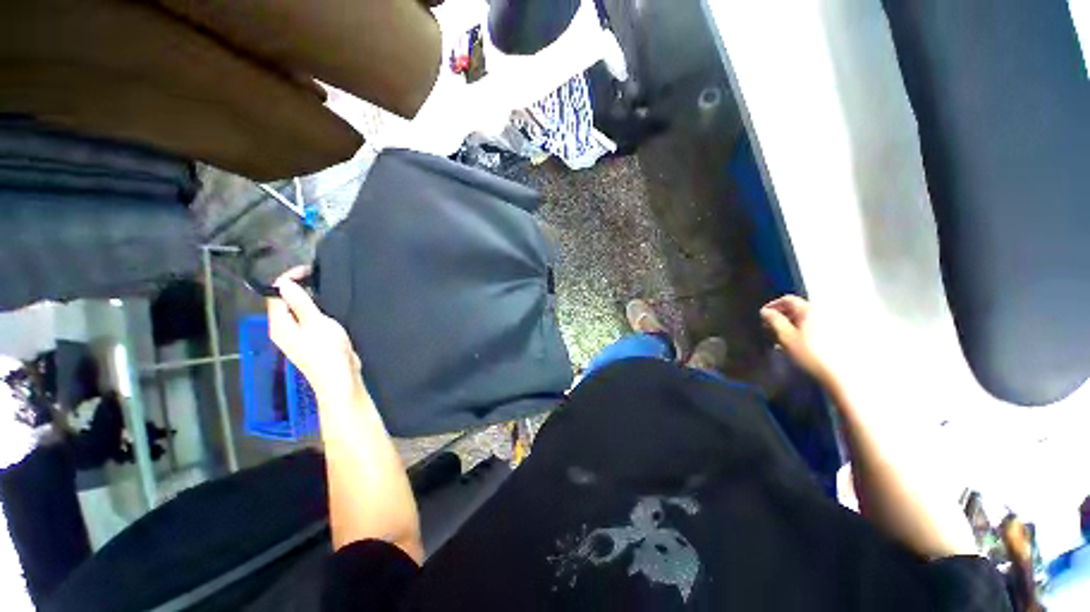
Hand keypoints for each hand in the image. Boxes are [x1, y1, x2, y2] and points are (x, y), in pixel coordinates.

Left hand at [267, 266, 363, 401]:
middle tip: (317, 278)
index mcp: (279, 325)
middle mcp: (283, 330)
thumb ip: (300, 302)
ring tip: (324, 290)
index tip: (308, 270)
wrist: (339, 378)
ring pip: (296, 312)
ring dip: (307, 300)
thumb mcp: (315, 322)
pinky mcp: (310, 342)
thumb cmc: (326, 350)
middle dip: (297, 288)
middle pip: (284, 303)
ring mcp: (297, 338)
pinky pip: (307, 320)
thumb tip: (284, 284)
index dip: (288, 280)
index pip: (275, 295)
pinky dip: (315, 311)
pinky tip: (328, 309)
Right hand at [760, 295, 835, 385]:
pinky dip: (801, 330)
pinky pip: (813, 326)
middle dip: (781, 316)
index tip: (763, 315)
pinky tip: (796, 343)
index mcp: (809, 310)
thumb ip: (774, 321)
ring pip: (804, 318)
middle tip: (769, 327)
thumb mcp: (786, 337)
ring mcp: (830, 323)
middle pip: (797, 308)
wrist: (839, 373)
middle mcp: (821, 312)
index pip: (788, 299)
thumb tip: (765, 311)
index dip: (773, 305)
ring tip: (780, 337)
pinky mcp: (835, 334)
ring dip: (790, 324)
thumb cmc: (810, 353)